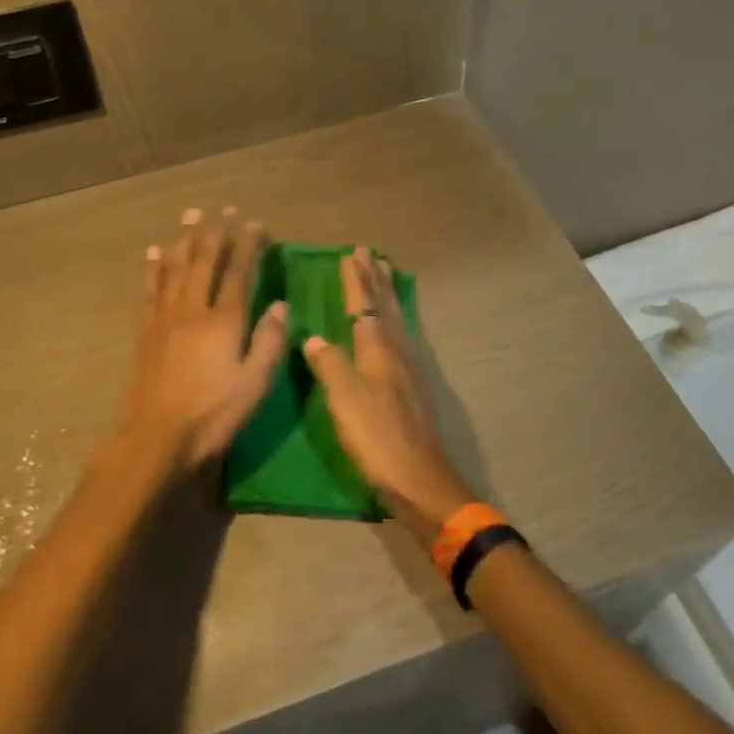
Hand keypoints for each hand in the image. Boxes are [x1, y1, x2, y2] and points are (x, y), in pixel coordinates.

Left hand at [115, 208, 288, 472]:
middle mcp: (193, 310)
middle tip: (222, 207)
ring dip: (184, 239)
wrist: (156, 438)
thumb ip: (269, 341)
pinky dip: (153, 269)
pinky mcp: (145, 332)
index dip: (247, 246)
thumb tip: (278, 304)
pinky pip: (149, 291)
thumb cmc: (214, 414)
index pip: (238, 273)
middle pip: (205, 262)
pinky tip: (154, 253)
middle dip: (215, 232)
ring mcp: (165, 319)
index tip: (254, 223)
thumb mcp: (255, 383)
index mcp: (224, 321)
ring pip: (176, 269)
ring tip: (190, 215)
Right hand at [302, 248, 473, 548]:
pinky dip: (394, 320)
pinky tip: (393, 327)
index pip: (365, 305)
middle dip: (375, 280)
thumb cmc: (377, 437)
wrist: (420, 479)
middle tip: (371, 254)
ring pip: (396, 320)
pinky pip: (401, 337)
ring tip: (385, 275)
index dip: (357, 281)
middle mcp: (397, 352)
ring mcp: (409, 369)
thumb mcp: (345, 400)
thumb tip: (314, 337)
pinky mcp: (413, 387)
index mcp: (378, 350)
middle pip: (385, 307)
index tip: (351, 255)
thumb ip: (329, 364)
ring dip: (388, 295)